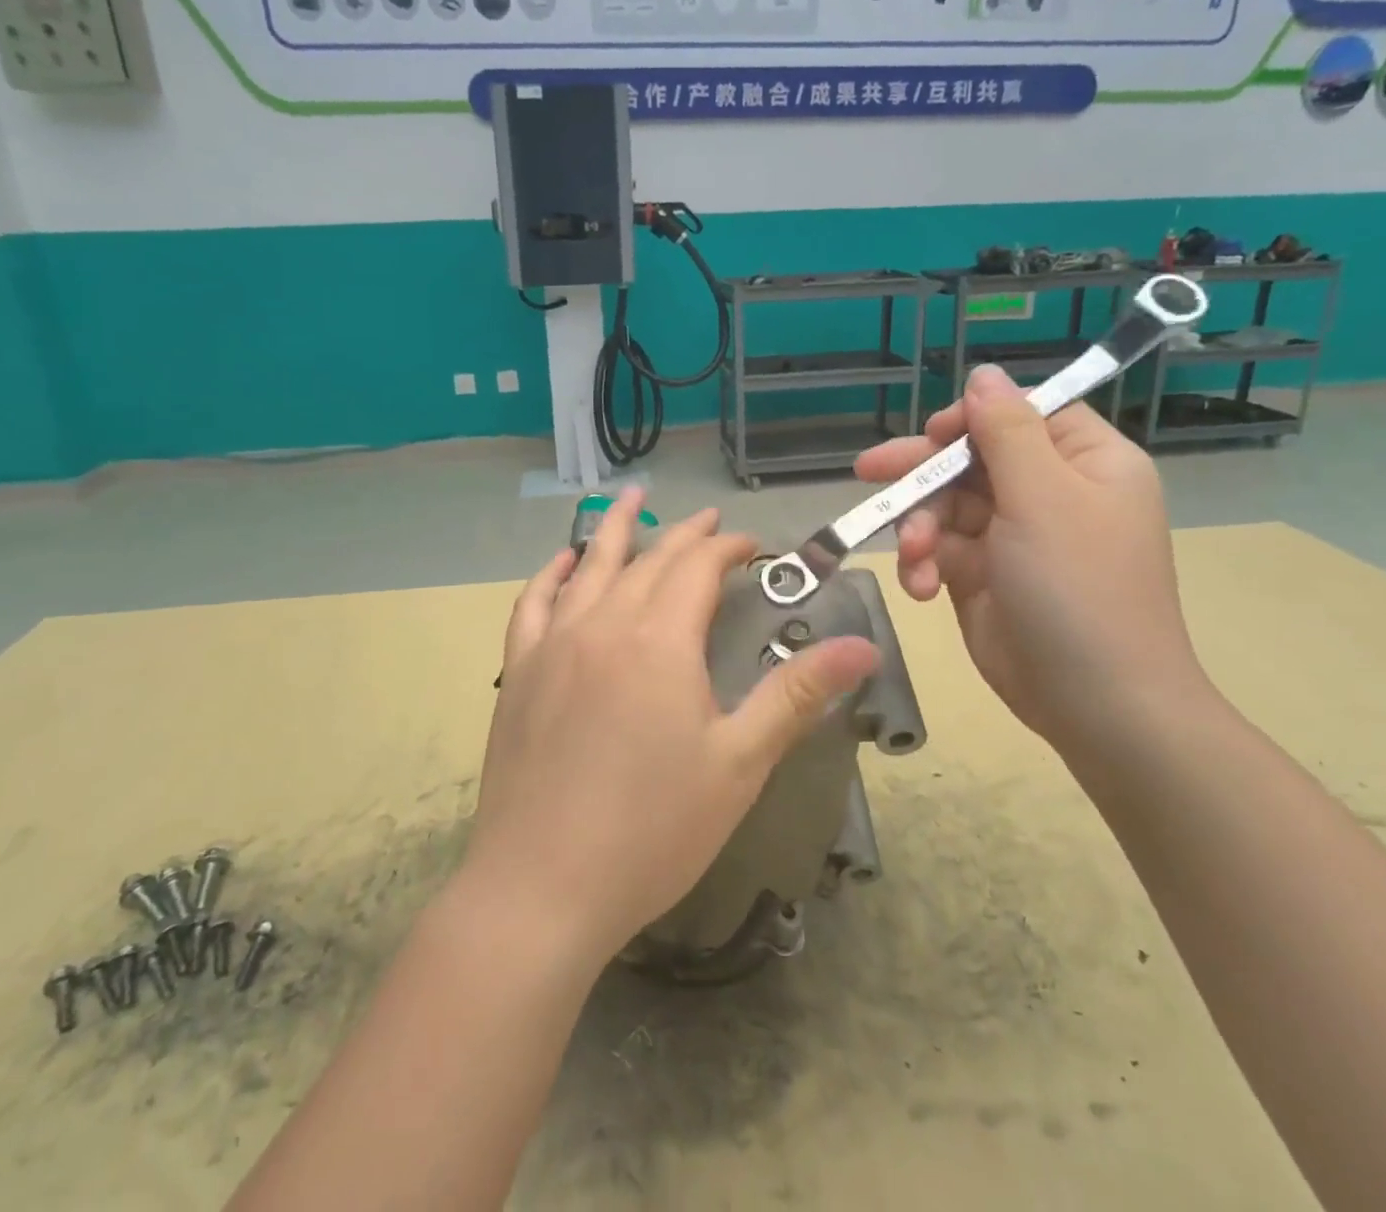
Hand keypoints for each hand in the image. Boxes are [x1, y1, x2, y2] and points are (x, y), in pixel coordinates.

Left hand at [465, 490, 879, 964]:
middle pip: (650, 560)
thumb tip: (865, 646)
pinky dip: (552, 573)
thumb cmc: (653, 829)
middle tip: (711, 523)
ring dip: (615, 528)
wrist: (542, 887)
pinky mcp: (520, 672)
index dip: (730, 549)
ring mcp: (554, 644)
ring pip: (590, 566)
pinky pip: (534, 603)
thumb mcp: (740, 763)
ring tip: (631, 499)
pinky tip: (564, 562)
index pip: (699, 569)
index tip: (754, 549)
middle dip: (686, 536)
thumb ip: (797, 695)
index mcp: (661, 640)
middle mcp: (604, 624)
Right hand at [855, 365, 1207, 741]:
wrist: (1095, 702)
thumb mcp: (1044, 499)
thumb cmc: (1078, 588)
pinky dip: (923, 565)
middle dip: (923, 474)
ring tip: (913, 558)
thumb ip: (1007, 432)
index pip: (1020, 415)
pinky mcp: (982, 576)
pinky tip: (919, 589)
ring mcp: (1013, 537)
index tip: (933, 437)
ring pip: (945, 506)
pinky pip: (939, 551)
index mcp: (1083, 463)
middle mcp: (1049, 493)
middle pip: (971, 459)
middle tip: (870, 471)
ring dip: (919, 528)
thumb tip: (985, 374)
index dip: (972, 419)